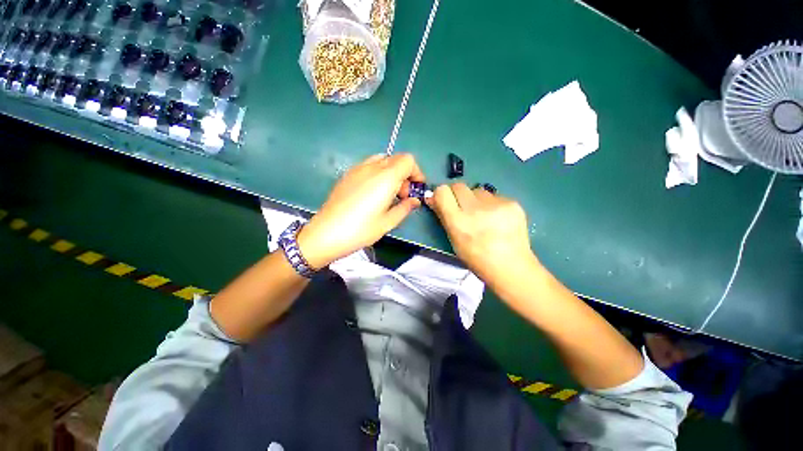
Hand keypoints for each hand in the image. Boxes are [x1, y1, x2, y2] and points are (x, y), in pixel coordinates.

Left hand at [298, 153, 424, 268]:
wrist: (326, 233)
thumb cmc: (360, 230)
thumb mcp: (388, 222)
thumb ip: (405, 208)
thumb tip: (414, 200)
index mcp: (386, 177)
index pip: (408, 160)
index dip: (416, 172)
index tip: (415, 189)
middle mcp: (372, 167)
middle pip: (396, 159)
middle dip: (405, 174)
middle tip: (402, 195)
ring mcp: (358, 169)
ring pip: (382, 160)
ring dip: (392, 172)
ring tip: (388, 193)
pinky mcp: (348, 174)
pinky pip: (369, 165)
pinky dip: (378, 172)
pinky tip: (373, 192)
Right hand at [426, 183, 539, 287]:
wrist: (511, 266)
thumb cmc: (476, 258)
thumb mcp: (454, 240)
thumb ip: (444, 217)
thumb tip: (433, 199)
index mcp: (458, 221)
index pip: (442, 191)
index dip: (441, 194)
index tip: (444, 201)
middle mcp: (475, 209)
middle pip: (459, 186)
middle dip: (457, 195)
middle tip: (463, 208)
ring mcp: (496, 204)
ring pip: (478, 190)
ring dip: (476, 199)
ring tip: (484, 216)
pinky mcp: (512, 203)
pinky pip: (494, 196)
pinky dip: (492, 204)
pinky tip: (498, 219)